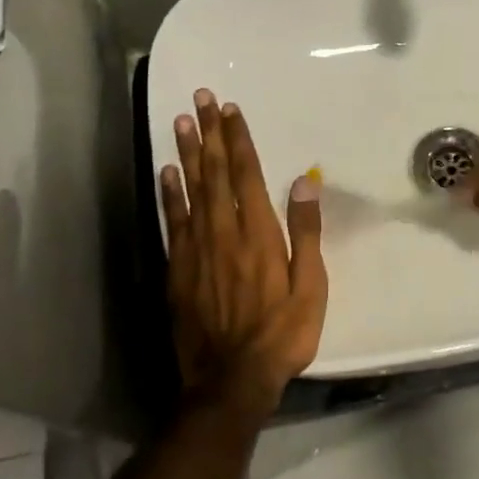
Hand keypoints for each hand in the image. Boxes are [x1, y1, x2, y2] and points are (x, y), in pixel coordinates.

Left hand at [161, 89, 326, 417]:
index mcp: (259, 233)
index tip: (231, 109)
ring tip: (180, 121)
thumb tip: (304, 182)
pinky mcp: (178, 268)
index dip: (239, 139)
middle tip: (201, 98)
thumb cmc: (281, 334)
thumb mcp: (310, 287)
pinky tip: (167, 172)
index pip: (247, 174)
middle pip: (216, 172)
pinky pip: (172, 220)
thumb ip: (306, 232)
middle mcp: (224, 231)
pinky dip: (169, 193)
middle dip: (210, 132)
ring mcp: (197, 248)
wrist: (231, 379)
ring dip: (187, 152)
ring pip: (191, 189)